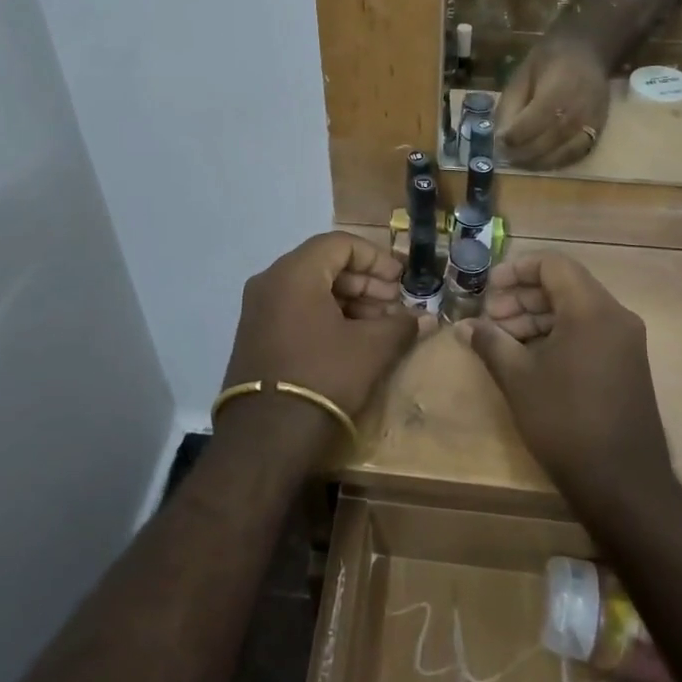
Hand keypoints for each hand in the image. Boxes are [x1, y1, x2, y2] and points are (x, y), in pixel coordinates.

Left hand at [217, 233, 430, 453]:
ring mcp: (258, 309)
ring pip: (311, 288)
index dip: (376, 258)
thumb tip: (425, 318)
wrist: (265, 437)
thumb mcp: (371, 349)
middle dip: (365, 282)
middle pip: (325, 264)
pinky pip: (296, 309)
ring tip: (380, 325)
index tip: (401, 280)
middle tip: (394, 303)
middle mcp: (270, 281)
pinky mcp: (256, 335)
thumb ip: (401, 325)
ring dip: (348, 301)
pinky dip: (326, 315)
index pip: (341, 244)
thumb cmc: (323, 377)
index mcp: (295, 272)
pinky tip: (353, 339)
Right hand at [455, 253, 677, 512]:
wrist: (623, 485)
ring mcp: (625, 342)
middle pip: (564, 285)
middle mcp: (615, 316)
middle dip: (522, 297)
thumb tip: (464, 326)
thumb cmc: (565, 422)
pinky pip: (588, 332)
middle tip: (489, 319)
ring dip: (536, 317)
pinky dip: (557, 335)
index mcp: (592, 309)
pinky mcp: (626, 365)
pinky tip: (528, 358)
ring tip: (502, 340)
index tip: (487, 289)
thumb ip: (490, 342)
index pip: (553, 264)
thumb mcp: (518, 378)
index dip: (516, 270)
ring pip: (575, 310)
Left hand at [497, 33, 611, 169]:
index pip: (530, 126)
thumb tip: (501, 134)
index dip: (512, 138)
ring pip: (560, 155)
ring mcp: (590, 125)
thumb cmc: (549, 59)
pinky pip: (575, 155)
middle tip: (505, 157)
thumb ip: (511, 105)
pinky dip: (556, 162)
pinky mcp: (598, 132)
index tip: (499, 141)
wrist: (587, 52)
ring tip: (520, 161)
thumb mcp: (522, 75)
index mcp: (556, 94)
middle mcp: (576, 113)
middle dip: (521, 154)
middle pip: (545, 145)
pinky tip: (541, 160)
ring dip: (537, 163)